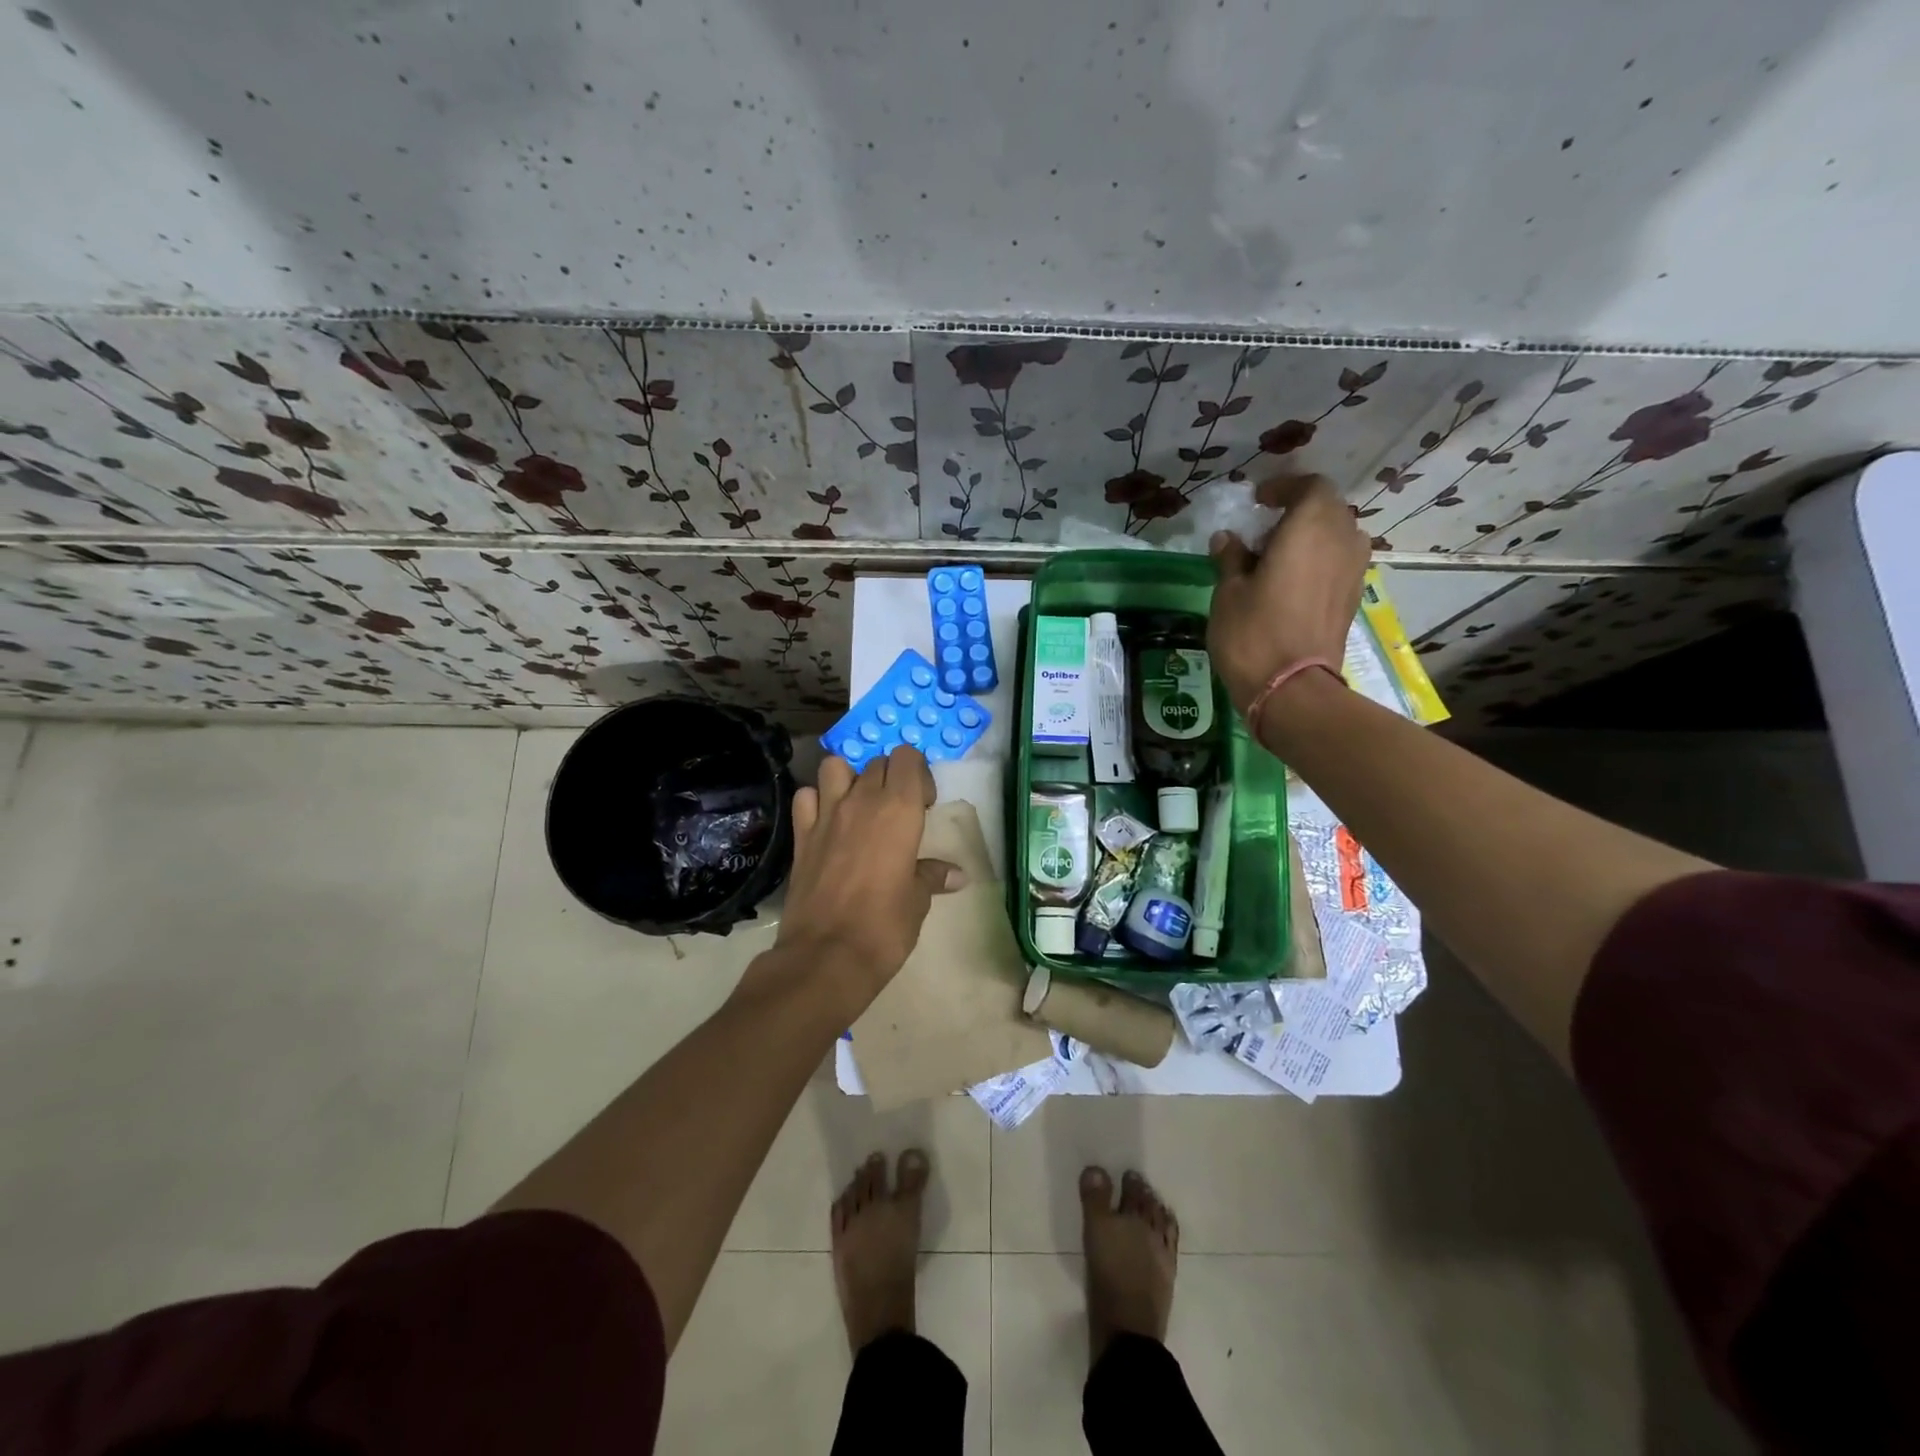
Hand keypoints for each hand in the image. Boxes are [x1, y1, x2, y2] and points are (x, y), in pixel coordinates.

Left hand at [766, 746, 960, 1012]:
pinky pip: (806, 797)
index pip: (908, 758)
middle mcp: (862, 800)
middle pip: (877, 762)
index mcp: (899, 809)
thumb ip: (932, 876)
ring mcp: (826, 814)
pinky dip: (816, 801)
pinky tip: (826, 822)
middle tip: (898, 811)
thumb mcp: (917, 900)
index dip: (918, 774)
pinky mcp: (801, 834)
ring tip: (858, 806)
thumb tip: (958, 875)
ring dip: (849, 778)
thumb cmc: (885, 926)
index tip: (924, 804)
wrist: (827, 955)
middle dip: (890, 776)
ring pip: (835, 766)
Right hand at [1207, 473, 1369, 712]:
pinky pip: (1339, 561)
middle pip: (1327, 509)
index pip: (1309, 486)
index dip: (1284, 487)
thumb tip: (1228, 539)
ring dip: (1311, 536)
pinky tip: (1291, 581)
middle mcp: (1341, 540)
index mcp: (1310, 528)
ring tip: (1277, 556)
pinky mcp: (1353, 597)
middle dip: (1297, 511)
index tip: (1258, 500)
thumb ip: (1231, 558)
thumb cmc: (1252, 633)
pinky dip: (1319, 560)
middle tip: (1263, 530)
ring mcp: (1353, 570)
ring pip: (1337, 535)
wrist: (1291, 689)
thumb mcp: (1228, 592)